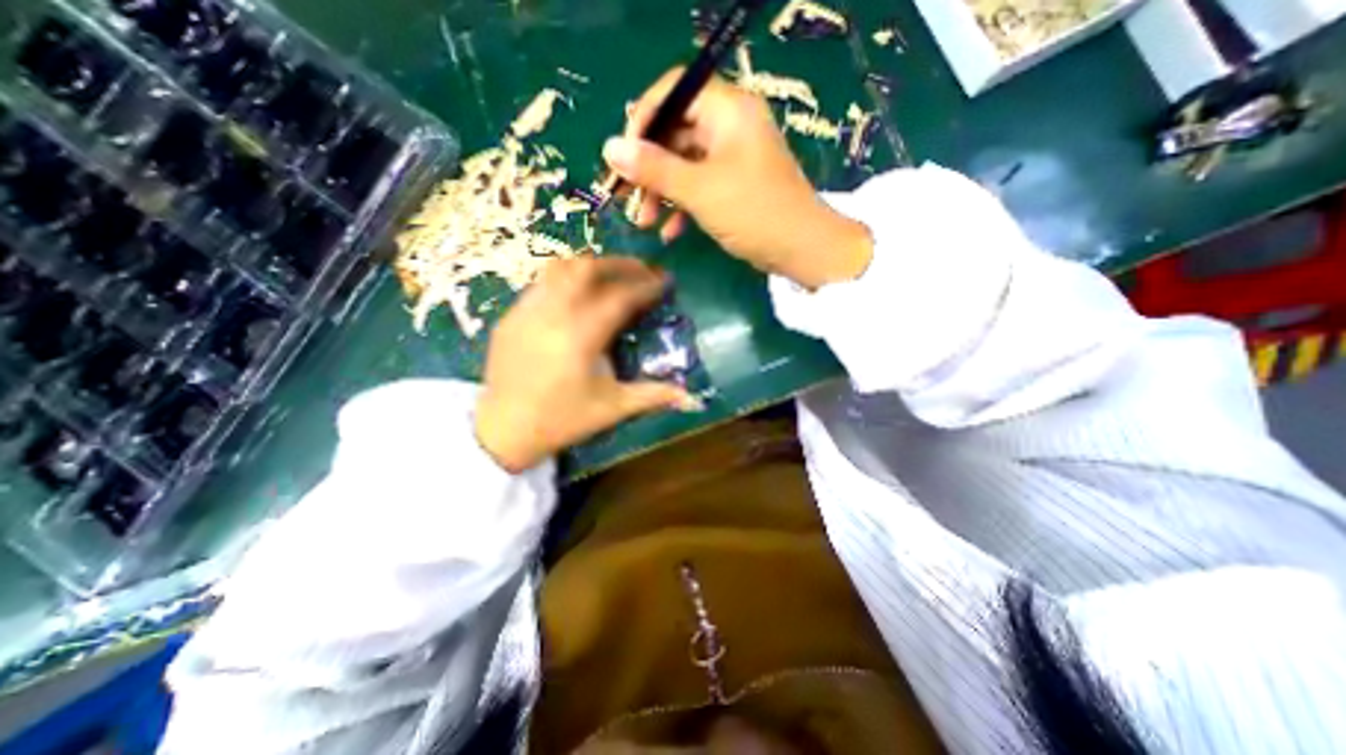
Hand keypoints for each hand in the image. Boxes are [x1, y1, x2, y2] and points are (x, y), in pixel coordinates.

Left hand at [471, 258, 699, 474]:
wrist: (503, 429)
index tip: (664, 282)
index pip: (619, 298)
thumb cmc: (562, 420)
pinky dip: (565, 280)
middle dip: (620, 264)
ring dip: (591, 266)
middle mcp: (552, 315)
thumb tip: (690, 397)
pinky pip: (541, 284)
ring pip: (559, 268)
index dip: (646, 287)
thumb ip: (653, 395)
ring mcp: (526, 311)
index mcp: (581, 337)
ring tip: (611, 276)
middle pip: (587, 268)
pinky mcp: (511, 316)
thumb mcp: (612, 409)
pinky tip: (577, 295)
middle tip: (642, 270)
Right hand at [601, 69, 872, 287]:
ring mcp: (733, 157)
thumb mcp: (699, 190)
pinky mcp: (735, 185)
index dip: (644, 118)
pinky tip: (669, 233)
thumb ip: (654, 168)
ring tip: (644, 221)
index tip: (623, 153)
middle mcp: (730, 126)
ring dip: (662, 192)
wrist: (801, 249)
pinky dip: (682, 206)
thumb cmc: (753, 212)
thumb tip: (610, 148)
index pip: (675, 91)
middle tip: (626, 196)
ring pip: (685, 164)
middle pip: (676, 132)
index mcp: (728, 110)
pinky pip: (700, 186)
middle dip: (648, 167)